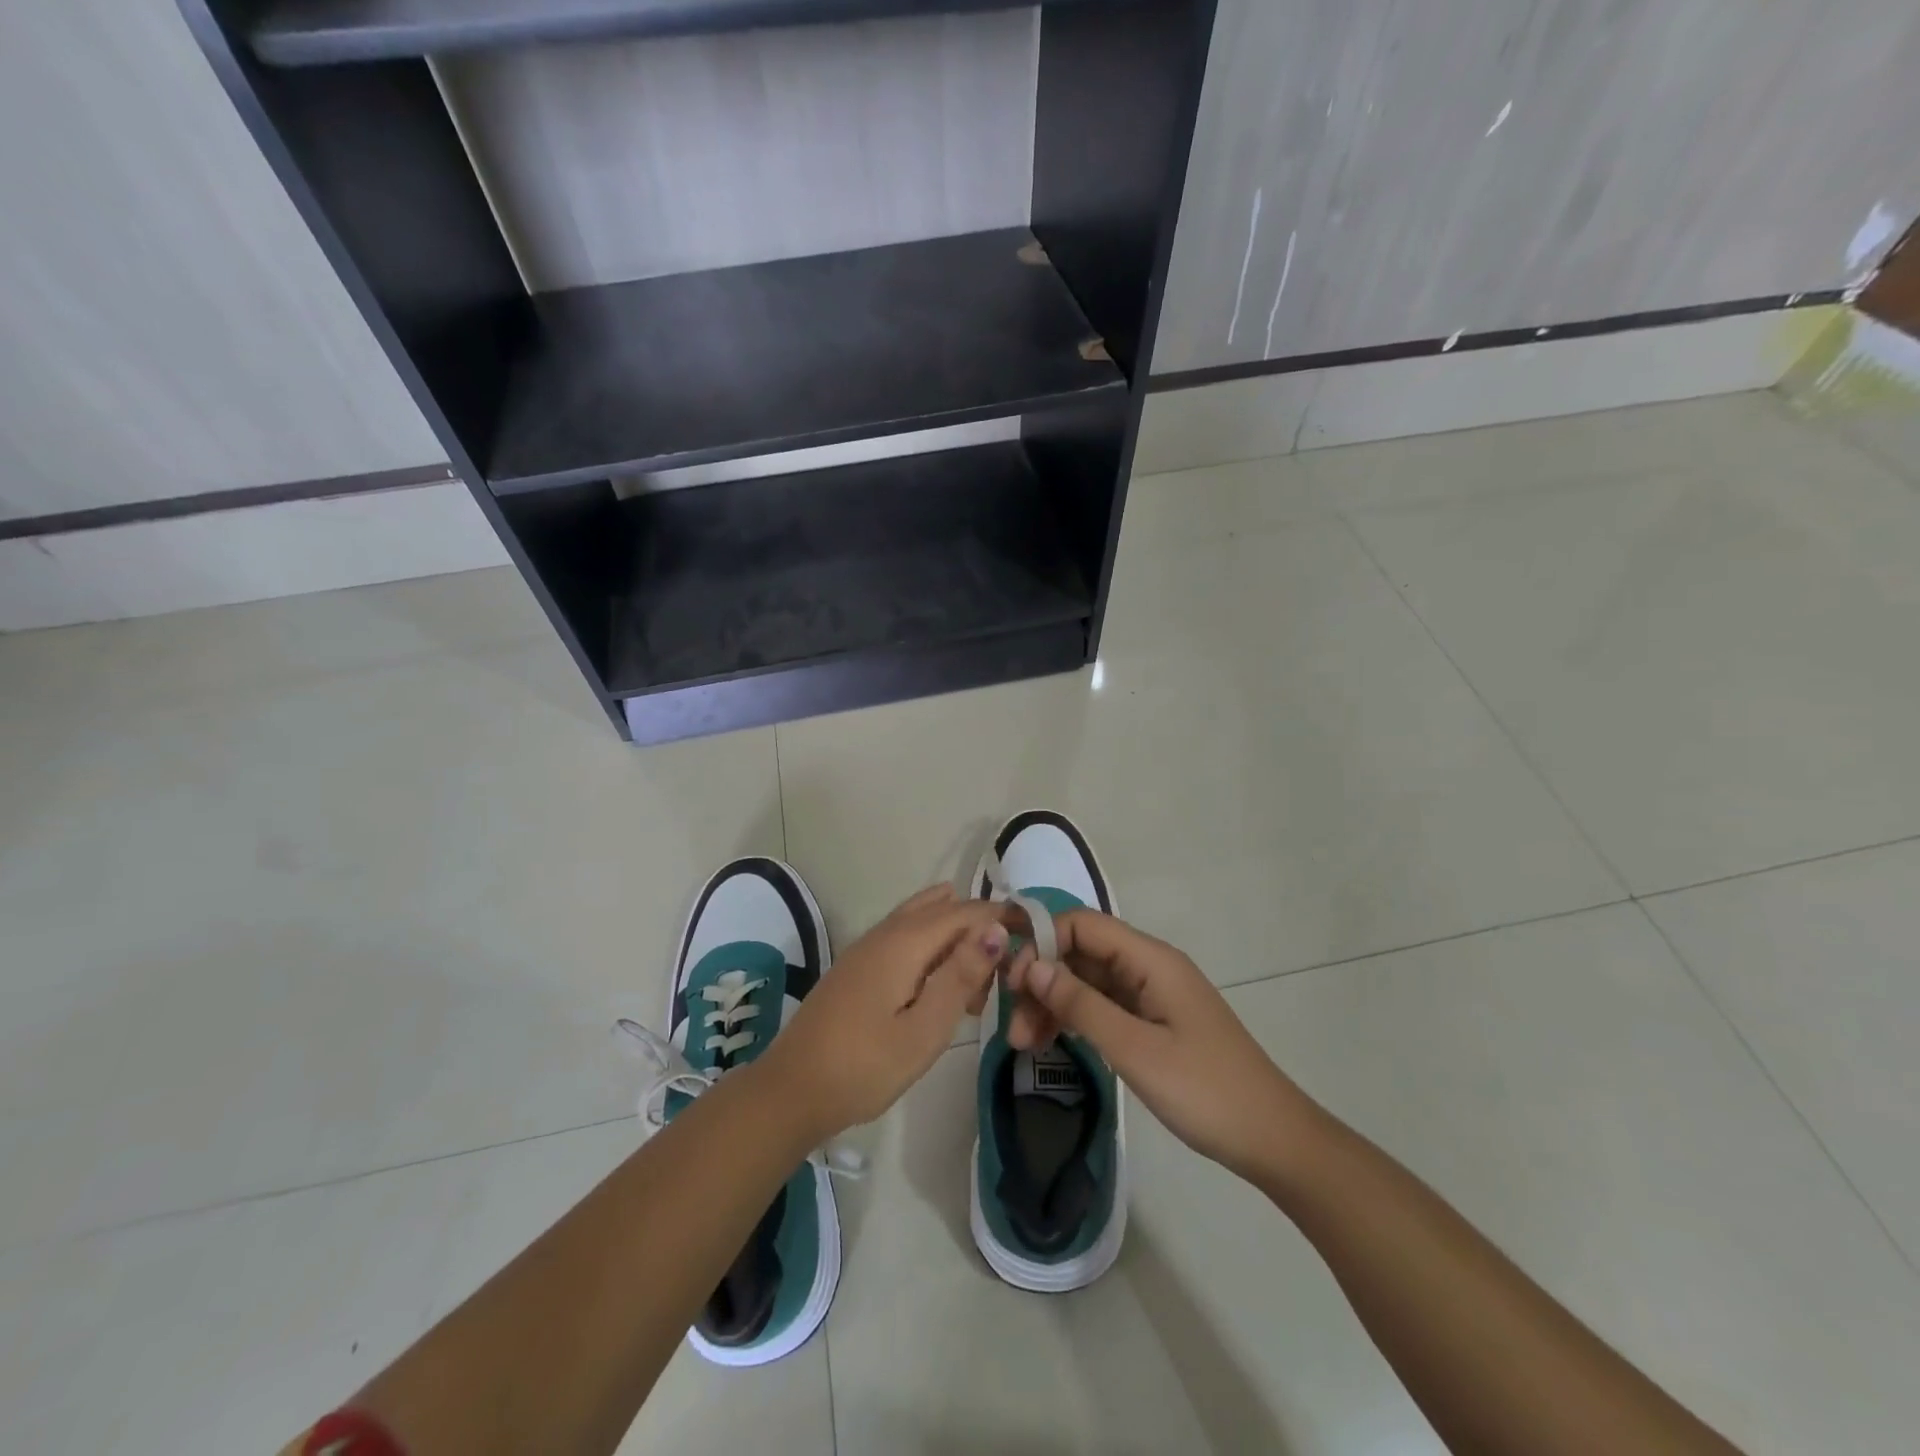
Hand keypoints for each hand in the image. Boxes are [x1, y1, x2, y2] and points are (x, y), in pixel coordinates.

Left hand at [758, 884, 1009, 1141]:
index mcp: (905, 941)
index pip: (965, 911)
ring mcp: (867, 946)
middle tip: (1002, 974)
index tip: (1034, 936)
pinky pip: (905, 937)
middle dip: (979, 929)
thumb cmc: (865, 1066)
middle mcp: (886, 932)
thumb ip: (961, 976)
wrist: (792, 1090)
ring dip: (955, 938)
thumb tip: (996, 928)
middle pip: (944, 909)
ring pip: (923, 920)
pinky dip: (932, 949)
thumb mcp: (925, 1029)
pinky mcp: (858, 965)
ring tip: (974, 982)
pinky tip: (938, 987)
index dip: (1001, 917)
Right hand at [1005, 909, 1316, 1181]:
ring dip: (1053, 1004)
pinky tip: (1051, 1042)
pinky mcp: (1151, 1022)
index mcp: (1151, 959)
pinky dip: (1074, 1019)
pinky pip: (1101, 1006)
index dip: (1042, 942)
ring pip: (1087, 982)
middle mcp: (1148, 967)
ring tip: (1024, 1044)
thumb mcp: (1135, 1049)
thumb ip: (1081, 1003)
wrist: (1272, 1140)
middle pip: (1080, 953)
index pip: (1082, 925)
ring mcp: (1150, 995)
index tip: (1011, 983)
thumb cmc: (1205, 1091)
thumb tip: (1030, 965)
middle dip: (1041, 980)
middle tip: (1015, 1028)